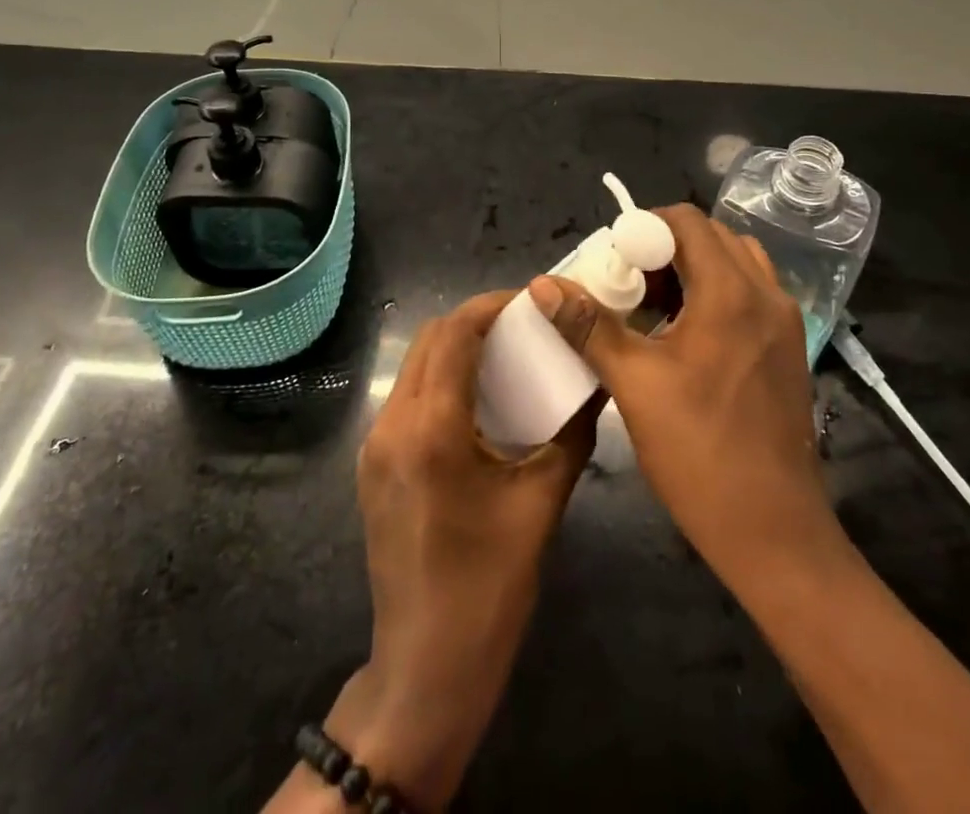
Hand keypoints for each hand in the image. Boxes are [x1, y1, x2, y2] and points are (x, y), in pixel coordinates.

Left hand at [329, 287, 597, 808]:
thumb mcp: (541, 506)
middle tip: (523, 327)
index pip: (454, 333)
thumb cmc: (488, 589)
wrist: (424, 669)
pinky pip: (407, 397)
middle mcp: (392, 424)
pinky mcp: (373, 465)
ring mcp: (374, 445)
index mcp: (431, 429)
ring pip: (414, 366)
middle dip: (474, 321)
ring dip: (455, 348)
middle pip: (428, 340)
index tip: (530, 302)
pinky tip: (476, 399)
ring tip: (504, 355)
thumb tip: (596, 388)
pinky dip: (440, 379)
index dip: (491, 306)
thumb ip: (570, 437)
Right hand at [552, 204, 850, 590]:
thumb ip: (588, 326)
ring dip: (692, 269)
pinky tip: (684, 335)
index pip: (688, 222)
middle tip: (626, 282)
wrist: (775, 533)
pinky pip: (750, 294)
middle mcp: (766, 295)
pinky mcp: (789, 349)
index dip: (644, 227)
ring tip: (652, 306)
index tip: (612, 257)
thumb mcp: (635, 384)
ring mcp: (785, 323)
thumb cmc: (699, 453)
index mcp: (731, 293)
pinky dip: (715, 293)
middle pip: (712, 238)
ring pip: (734, 264)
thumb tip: (542, 283)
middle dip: (664, 247)